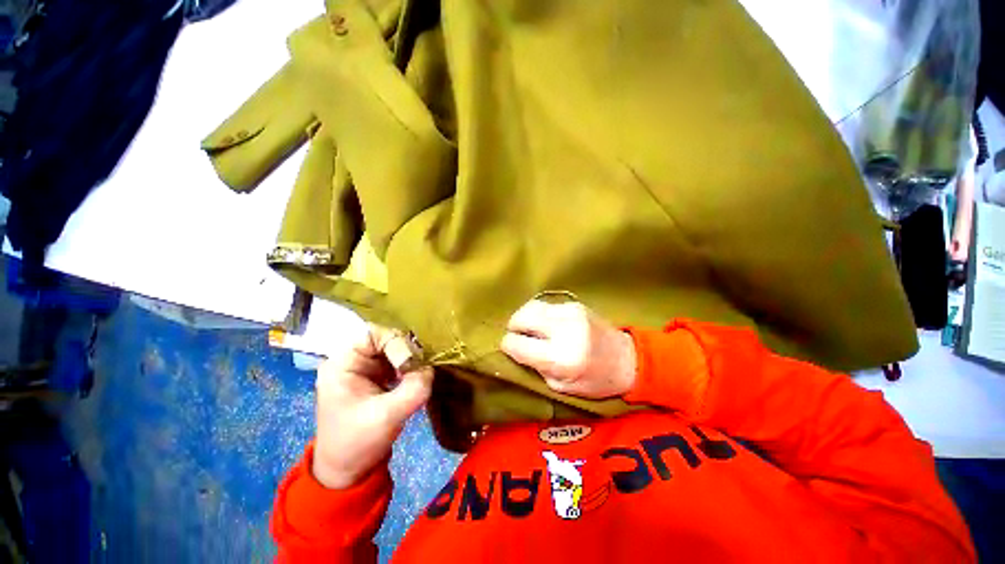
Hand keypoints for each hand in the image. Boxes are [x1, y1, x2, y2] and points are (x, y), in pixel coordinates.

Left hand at [312, 325, 433, 488]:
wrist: (347, 471)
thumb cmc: (357, 443)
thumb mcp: (386, 417)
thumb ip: (412, 390)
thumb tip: (431, 369)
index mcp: (343, 364)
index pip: (373, 334)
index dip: (396, 342)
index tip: (411, 364)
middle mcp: (353, 360)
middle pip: (386, 339)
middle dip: (406, 351)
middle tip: (421, 368)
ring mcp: (366, 368)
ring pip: (395, 349)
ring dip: (411, 359)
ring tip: (421, 373)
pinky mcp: (377, 376)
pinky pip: (398, 361)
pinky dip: (411, 366)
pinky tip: (417, 377)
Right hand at [500, 299, 636, 398]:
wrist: (628, 359)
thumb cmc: (596, 381)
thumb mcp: (561, 387)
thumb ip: (535, 367)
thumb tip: (515, 349)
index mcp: (561, 358)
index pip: (517, 344)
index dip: (508, 346)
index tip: (509, 348)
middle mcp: (564, 330)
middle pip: (521, 317)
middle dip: (513, 327)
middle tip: (518, 337)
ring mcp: (570, 312)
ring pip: (530, 306)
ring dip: (525, 318)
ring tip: (530, 330)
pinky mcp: (574, 304)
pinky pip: (545, 305)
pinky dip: (539, 314)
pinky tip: (546, 324)